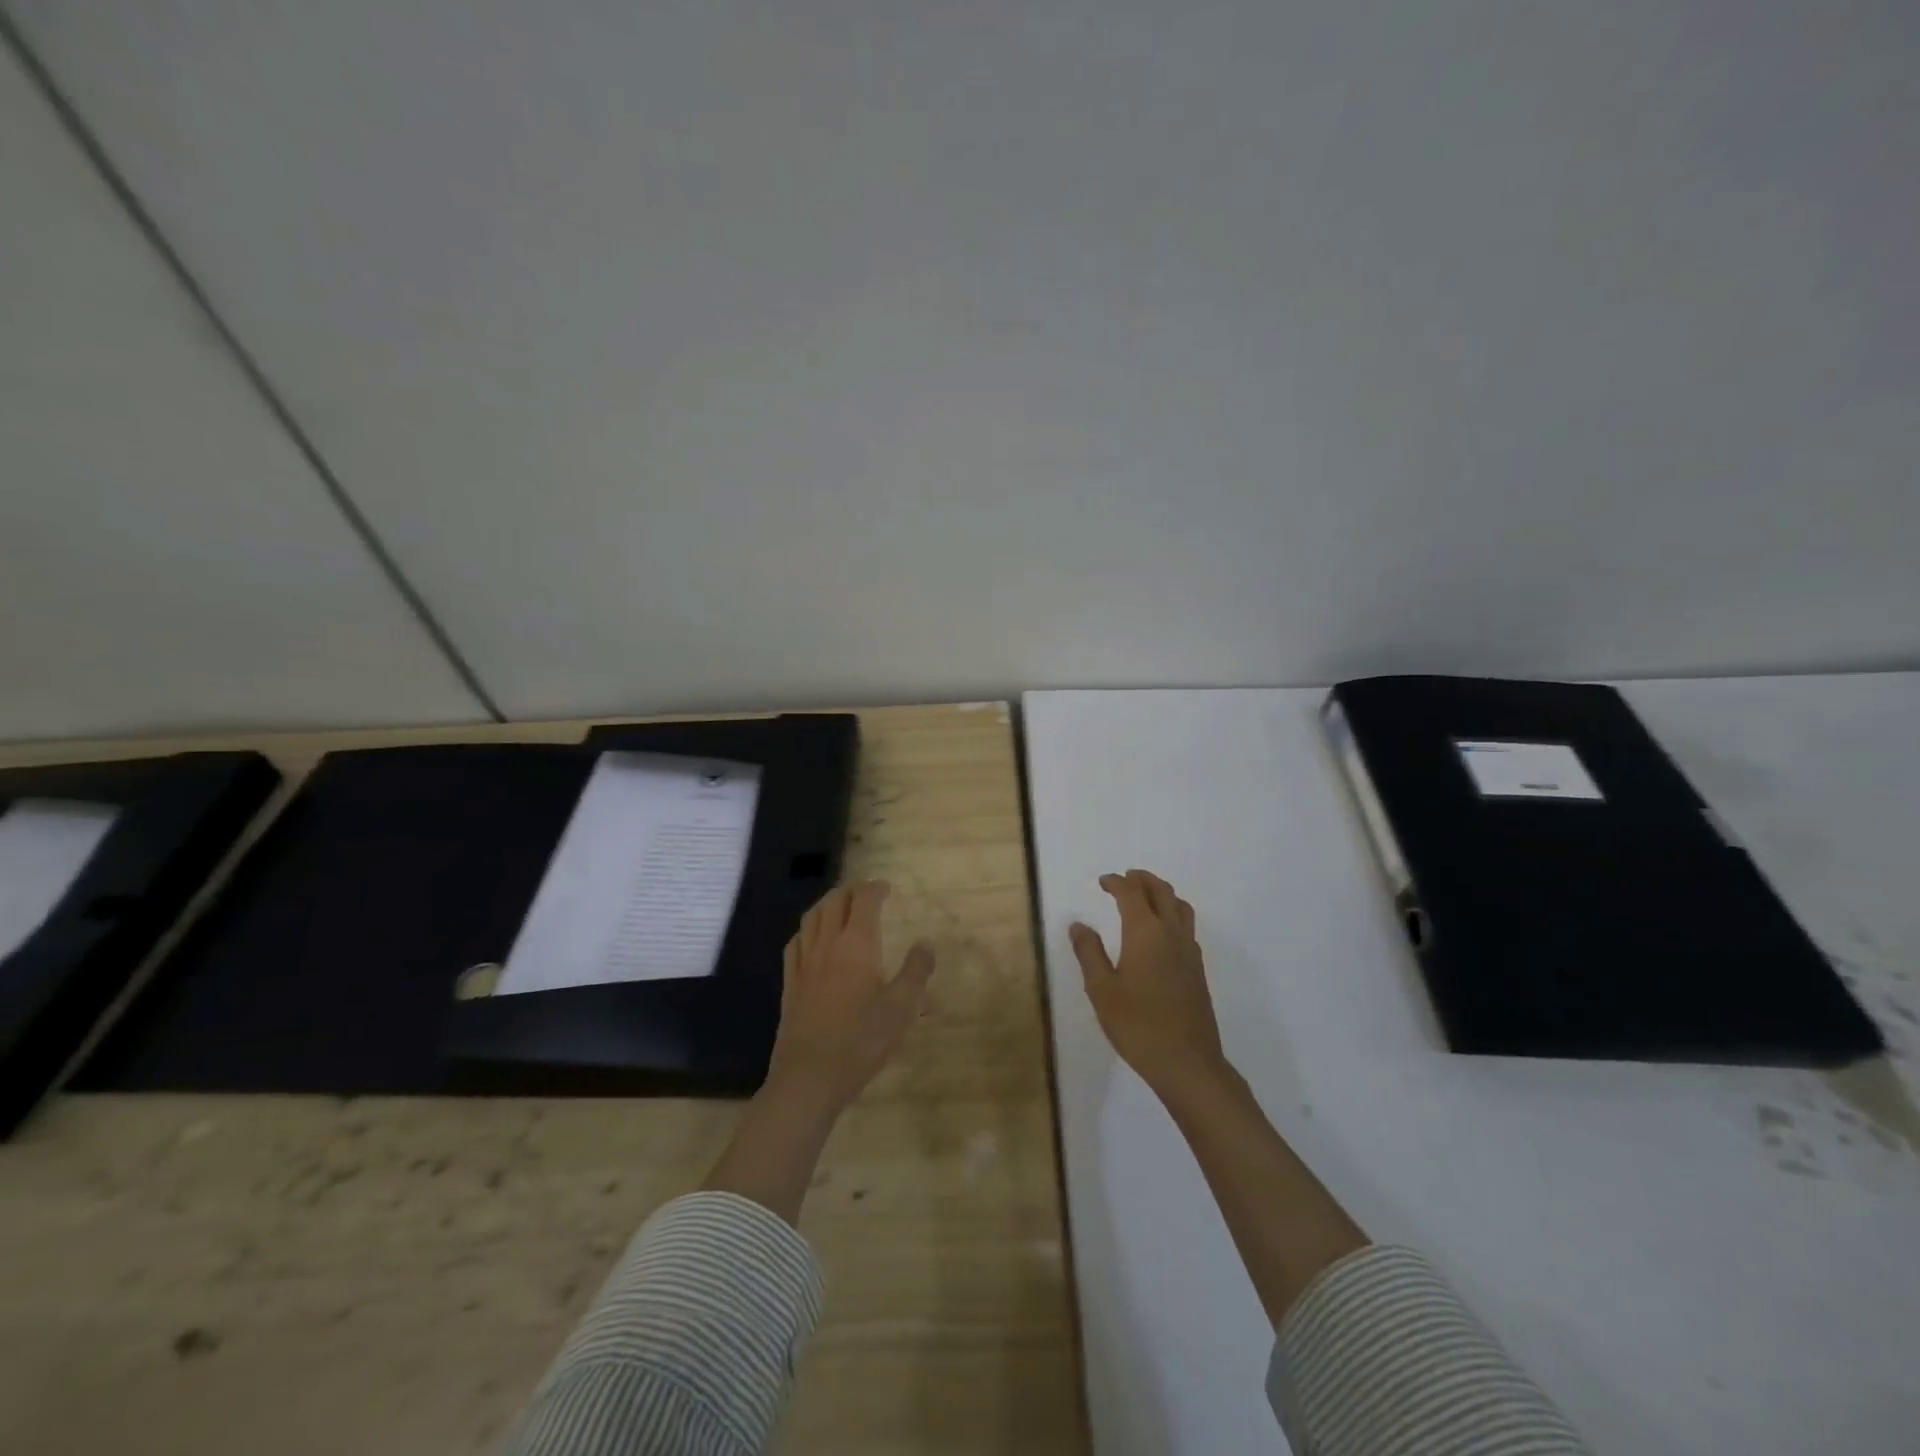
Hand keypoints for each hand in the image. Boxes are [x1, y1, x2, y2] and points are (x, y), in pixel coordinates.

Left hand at [766, 880, 935, 1114]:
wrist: (809, 1077)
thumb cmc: (861, 1041)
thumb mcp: (901, 1008)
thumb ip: (916, 972)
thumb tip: (926, 944)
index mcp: (857, 944)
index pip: (864, 900)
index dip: (875, 889)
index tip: (887, 888)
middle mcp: (827, 945)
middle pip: (834, 902)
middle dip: (850, 890)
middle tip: (865, 892)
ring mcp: (804, 964)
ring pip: (811, 918)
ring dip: (827, 903)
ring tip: (839, 905)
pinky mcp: (790, 984)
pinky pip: (796, 943)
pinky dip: (807, 930)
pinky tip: (811, 939)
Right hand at [1070, 869, 1227, 1098]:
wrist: (1188, 1063)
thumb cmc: (1138, 1025)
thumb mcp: (1102, 990)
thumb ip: (1090, 953)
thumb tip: (1079, 925)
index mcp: (1145, 932)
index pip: (1132, 893)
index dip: (1116, 882)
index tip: (1103, 881)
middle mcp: (1171, 933)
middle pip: (1161, 892)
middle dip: (1142, 880)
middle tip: (1125, 878)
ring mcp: (1189, 951)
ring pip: (1180, 906)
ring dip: (1162, 893)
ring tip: (1146, 896)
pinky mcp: (1198, 969)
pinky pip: (1187, 926)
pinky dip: (1173, 914)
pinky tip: (1162, 932)